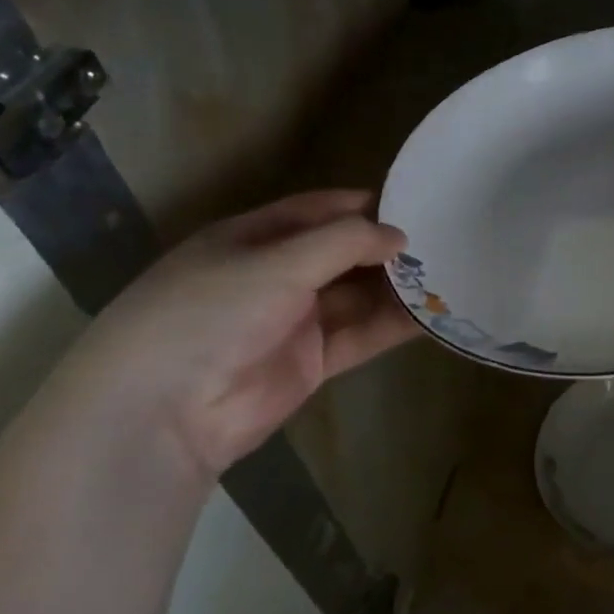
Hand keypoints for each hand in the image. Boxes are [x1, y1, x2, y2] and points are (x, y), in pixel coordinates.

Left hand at [34, 190, 416, 477]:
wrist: (163, 413)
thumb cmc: (211, 312)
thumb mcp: (278, 263)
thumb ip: (344, 243)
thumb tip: (400, 235)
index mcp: (252, 238)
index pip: (317, 210)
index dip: (363, 205)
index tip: (415, 201)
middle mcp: (275, 275)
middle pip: (343, 253)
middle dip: (387, 248)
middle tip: (444, 240)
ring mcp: (294, 320)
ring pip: (357, 296)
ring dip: (397, 287)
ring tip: (450, 274)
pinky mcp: (311, 362)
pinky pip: (361, 335)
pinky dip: (394, 326)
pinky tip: (433, 315)